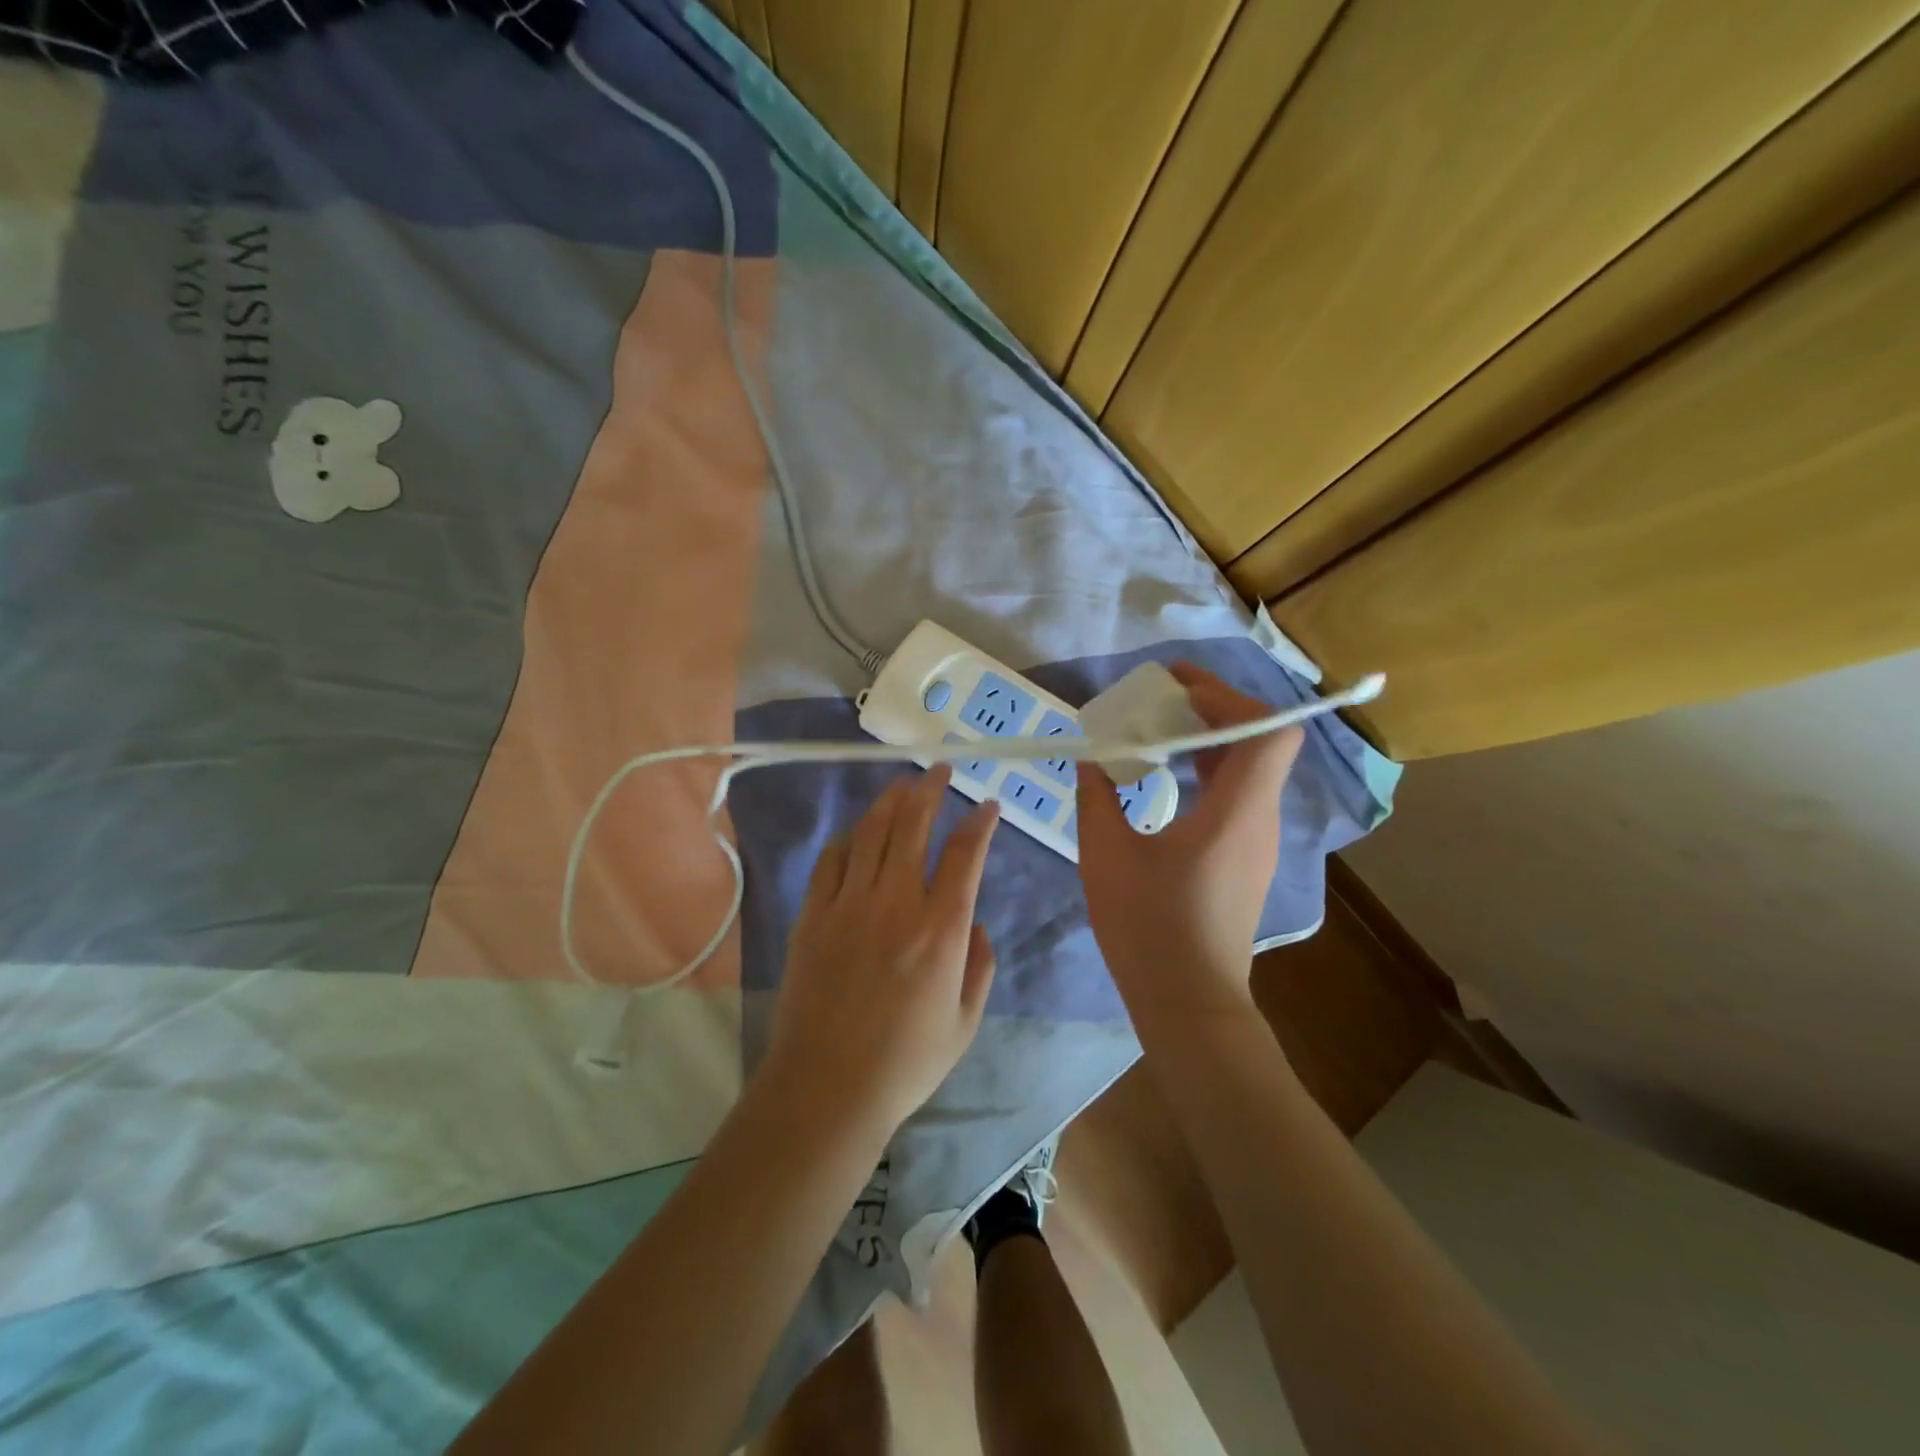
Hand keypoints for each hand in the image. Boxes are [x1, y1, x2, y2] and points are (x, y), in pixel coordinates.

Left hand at [763, 767, 999, 1139]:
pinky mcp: (813, 916)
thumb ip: (979, 967)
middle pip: (913, 826)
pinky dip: (848, 840)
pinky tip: (856, 833)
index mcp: (940, 930)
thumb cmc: (905, 1062)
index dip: (979, 823)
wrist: (827, 1087)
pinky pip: (831, 862)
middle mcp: (895, 904)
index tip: (987, 806)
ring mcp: (848, 905)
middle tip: (939, 770)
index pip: (965, 856)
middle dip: (930, 790)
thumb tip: (977, 925)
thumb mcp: (964, 1023)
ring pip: (871, 834)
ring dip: (890, 803)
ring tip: (902, 785)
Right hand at [1076, 663, 1302, 1022]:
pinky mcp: (1245, 858)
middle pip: (1261, 740)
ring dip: (1209, 738)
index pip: (1268, 731)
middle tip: (1161, 698)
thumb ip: (1097, 798)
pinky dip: (1208, 769)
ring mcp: (1257, 840)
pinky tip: (1167, 775)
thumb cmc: (1149, 929)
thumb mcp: (1106, 856)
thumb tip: (1092, 760)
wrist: (1189, 1004)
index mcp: (1235, 812)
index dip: (1229, 697)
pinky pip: (1238, 794)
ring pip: (1250, 767)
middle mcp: (1258, 818)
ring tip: (1158, 727)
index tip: (1178, 688)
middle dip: (1213, 708)